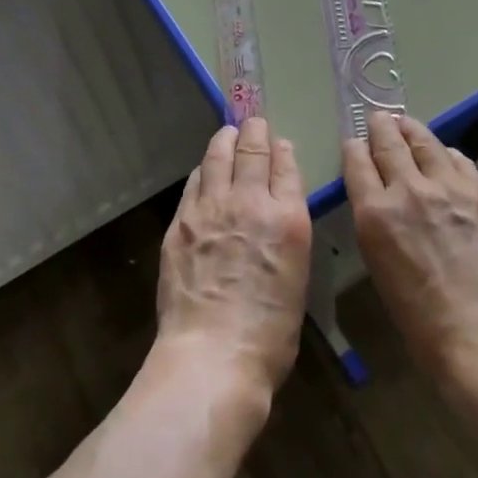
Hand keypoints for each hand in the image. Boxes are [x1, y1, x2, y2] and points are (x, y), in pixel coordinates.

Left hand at [157, 118, 312, 403]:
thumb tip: (277, 217)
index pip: (286, 167)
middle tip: (254, 123)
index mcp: (288, 218)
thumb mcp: (296, 279)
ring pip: (218, 158)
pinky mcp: (181, 222)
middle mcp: (251, 202)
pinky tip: (204, 171)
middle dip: (254, 133)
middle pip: (252, 152)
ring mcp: (211, 208)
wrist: (213, 355)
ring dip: (225, 141)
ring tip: (228, 133)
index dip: (282, 150)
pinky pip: (194, 183)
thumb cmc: (269, 334)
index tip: (279, 142)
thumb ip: (287, 237)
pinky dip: (203, 171)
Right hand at [343, 112, 477, 379]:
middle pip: (390, 144)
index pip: (358, 164)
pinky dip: (447, 155)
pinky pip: (460, 161)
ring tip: (408, 124)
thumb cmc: (422, 319)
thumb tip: (385, 204)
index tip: (354, 140)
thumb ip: (379, 226)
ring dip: (413, 131)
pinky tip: (446, 155)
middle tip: (379, 118)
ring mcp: (449, 187)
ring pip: (426, 144)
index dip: (354, 147)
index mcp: (375, 213)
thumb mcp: (381, 267)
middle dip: (381, 127)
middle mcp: (409, 190)